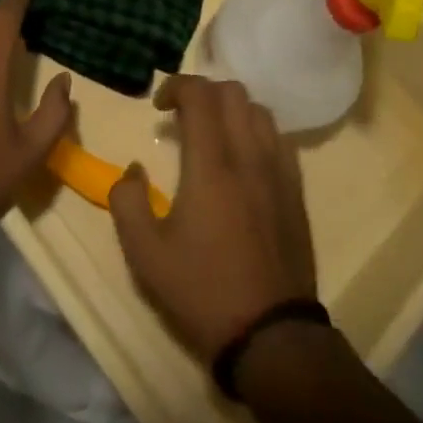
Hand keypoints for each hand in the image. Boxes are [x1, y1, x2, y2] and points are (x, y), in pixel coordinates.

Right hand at [111, 75, 317, 359]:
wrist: (271, 337)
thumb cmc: (203, 291)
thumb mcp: (145, 255)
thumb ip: (127, 201)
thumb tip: (134, 170)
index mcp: (212, 164)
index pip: (200, 94)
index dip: (176, 86)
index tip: (158, 106)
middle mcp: (249, 155)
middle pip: (232, 92)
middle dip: (203, 92)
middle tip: (182, 117)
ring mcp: (278, 172)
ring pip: (259, 111)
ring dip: (231, 109)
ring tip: (212, 134)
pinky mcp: (295, 192)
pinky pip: (279, 139)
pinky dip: (256, 132)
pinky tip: (242, 159)